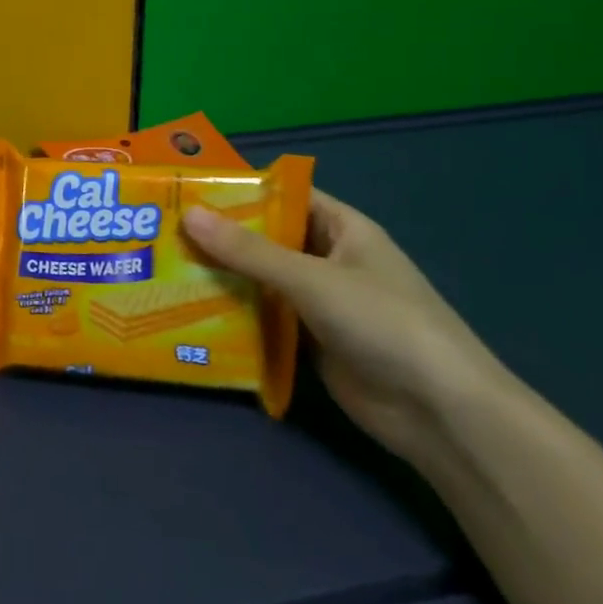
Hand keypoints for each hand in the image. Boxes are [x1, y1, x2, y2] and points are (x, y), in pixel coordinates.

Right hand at [183, 191, 510, 462]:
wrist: (439, 412)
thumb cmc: (383, 323)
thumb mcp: (312, 279)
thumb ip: (250, 251)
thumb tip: (188, 215)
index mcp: (342, 228)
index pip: (286, 195)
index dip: (241, 191)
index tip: (189, 190)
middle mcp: (329, 259)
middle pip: (268, 239)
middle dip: (222, 237)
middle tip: (163, 232)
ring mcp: (320, 302)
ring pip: (263, 280)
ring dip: (224, 278)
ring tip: (166, 270)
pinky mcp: (311, 341)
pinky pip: (266, 319)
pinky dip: (235, 316)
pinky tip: (191, 314)